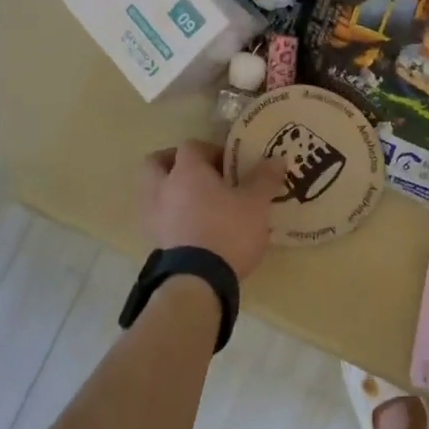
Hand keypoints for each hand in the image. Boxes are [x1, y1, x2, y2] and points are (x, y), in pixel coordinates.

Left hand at [137, 140, 286, 280]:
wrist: (198, 282)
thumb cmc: (228, 231)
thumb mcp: (256, 204)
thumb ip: (265, 179)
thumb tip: (277, 159)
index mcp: (187, 171)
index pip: (191, 146)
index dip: (210, 150)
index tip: (229, 164)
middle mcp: (163, 188)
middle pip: (156, 163)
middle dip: (174, 163)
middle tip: (199, 174)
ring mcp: (153, 216)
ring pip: (151, 192)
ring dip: (168, 191)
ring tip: (195, 202)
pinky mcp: (154, 243)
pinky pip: (157, 218)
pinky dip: (169, 217)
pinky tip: (191, 227)